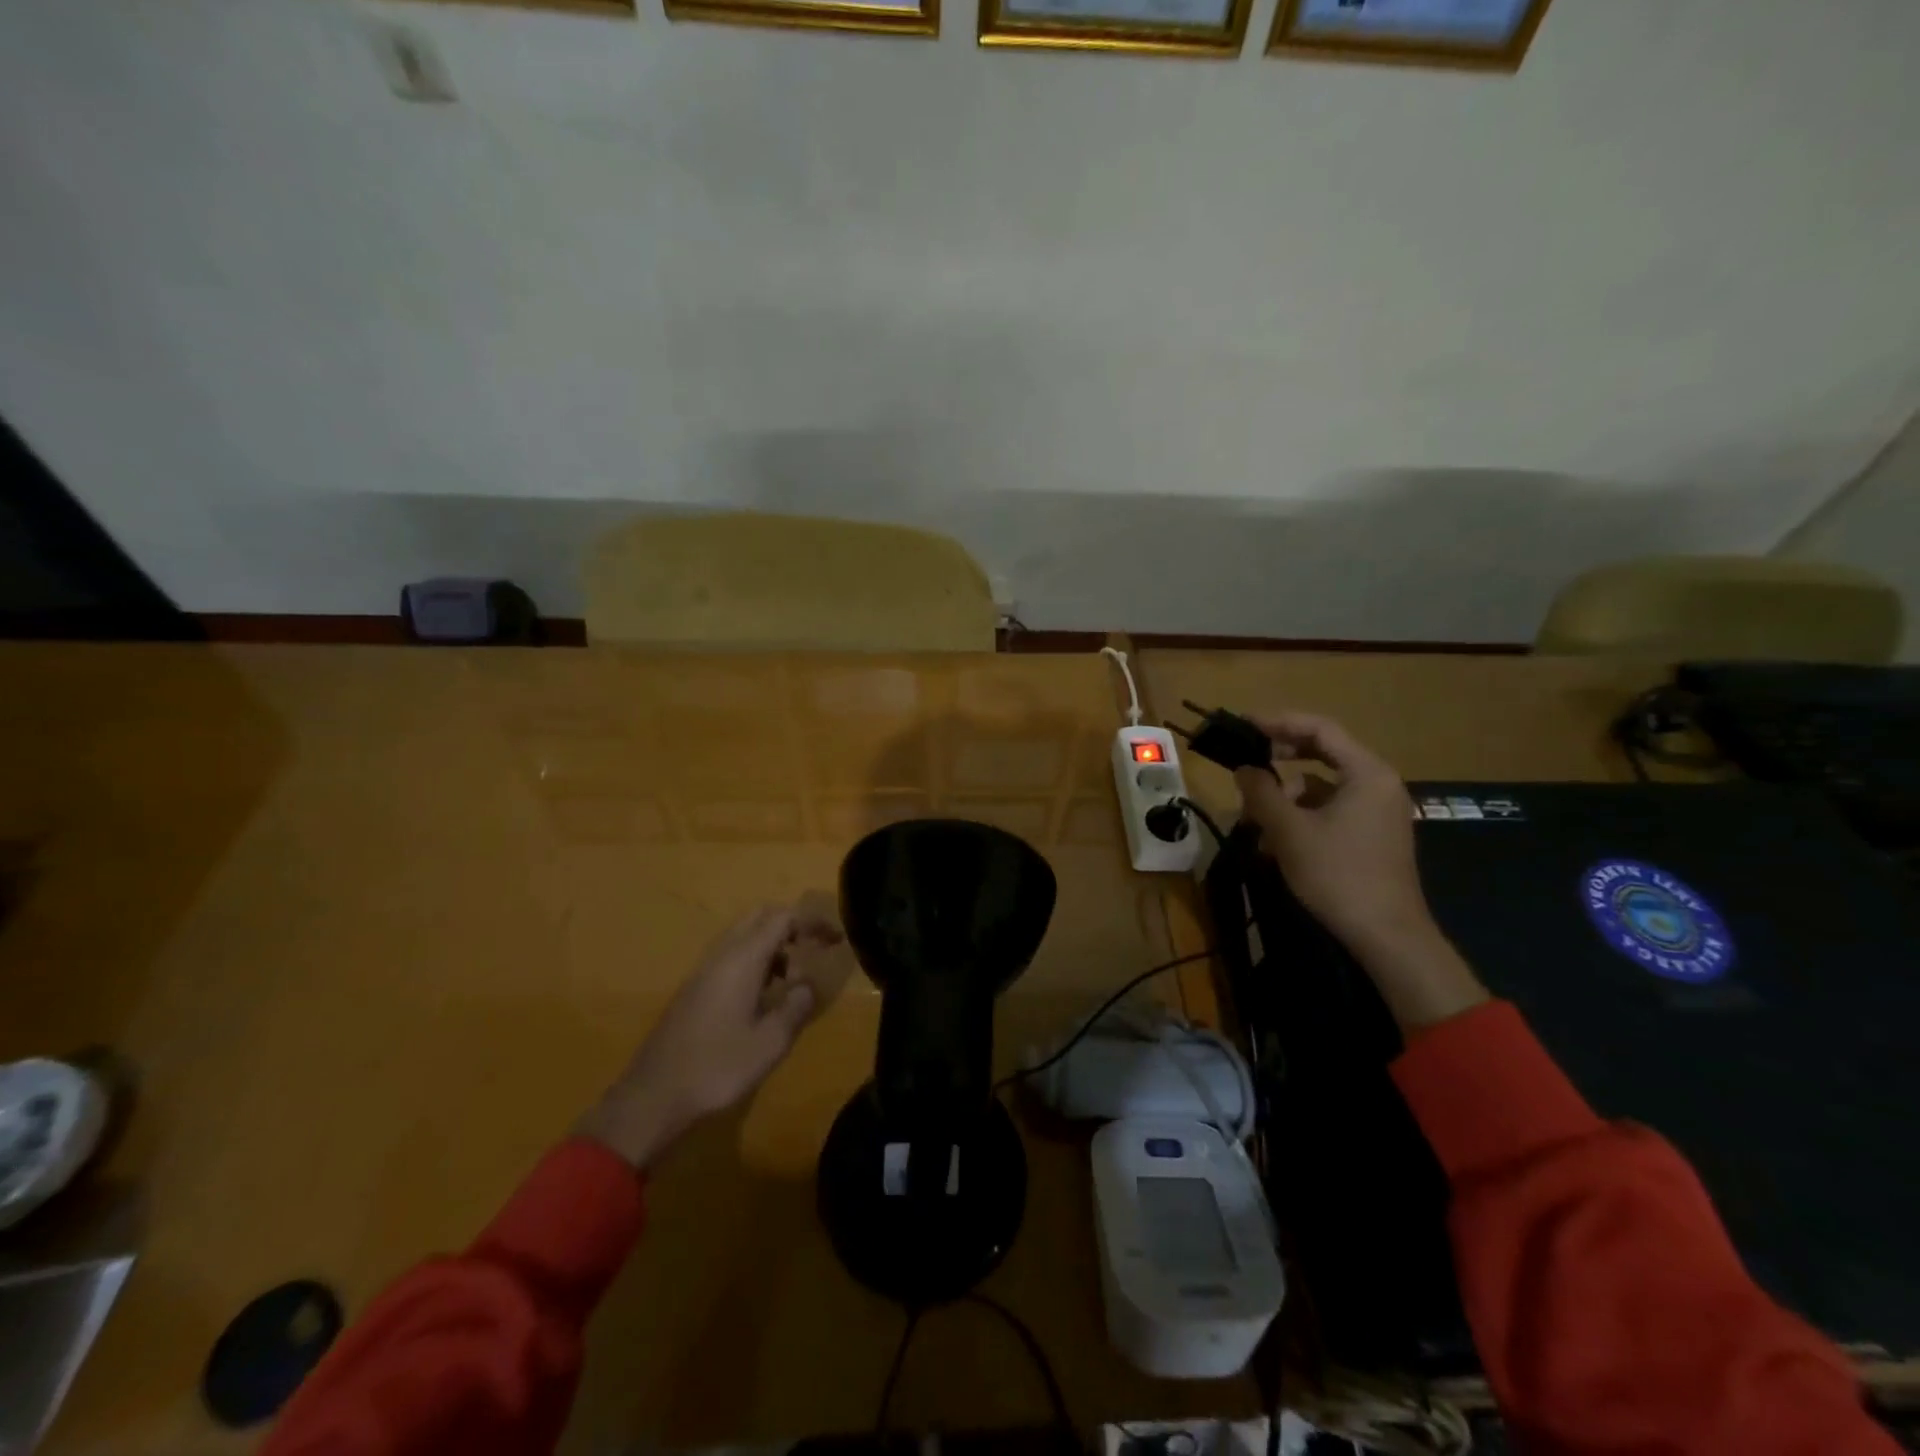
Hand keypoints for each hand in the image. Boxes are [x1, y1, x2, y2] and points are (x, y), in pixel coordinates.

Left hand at [577, 901, 841, 1169]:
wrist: (652, 1097)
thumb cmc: (716, 1068)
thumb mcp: (769, 1043)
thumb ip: (795, 1008)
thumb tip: (808, 986)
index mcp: (742, 959)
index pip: (783, 918)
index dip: (813, 922)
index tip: (836, 939)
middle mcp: (722, 955)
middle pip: (761, 917)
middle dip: (792, 926)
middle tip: (814, 949)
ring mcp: (704, 970)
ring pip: (744, 936)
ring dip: (773, 946)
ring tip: (793, 980)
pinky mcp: (694, 989)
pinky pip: (731, 956)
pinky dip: (755, 961)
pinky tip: (763, 996)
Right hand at [1232, 711, 1428, 953]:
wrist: (1386, 936)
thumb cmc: (1338, 875)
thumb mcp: (1289, 831)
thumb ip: (1261, 792)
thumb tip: (1244, 768)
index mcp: (1367, 773)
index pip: (1320, 729)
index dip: (1278, 722)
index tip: (1243, 725)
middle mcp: (1379, 783)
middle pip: (1323, 753)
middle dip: (1280, 759)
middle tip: (1247, 763)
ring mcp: (1379, 810)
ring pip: (1323, 785)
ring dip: (1286, 794)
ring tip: (1254, 816)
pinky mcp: (1373, 834)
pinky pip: (1331, 808)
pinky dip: (1302, 814)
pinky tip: (1276, 840)